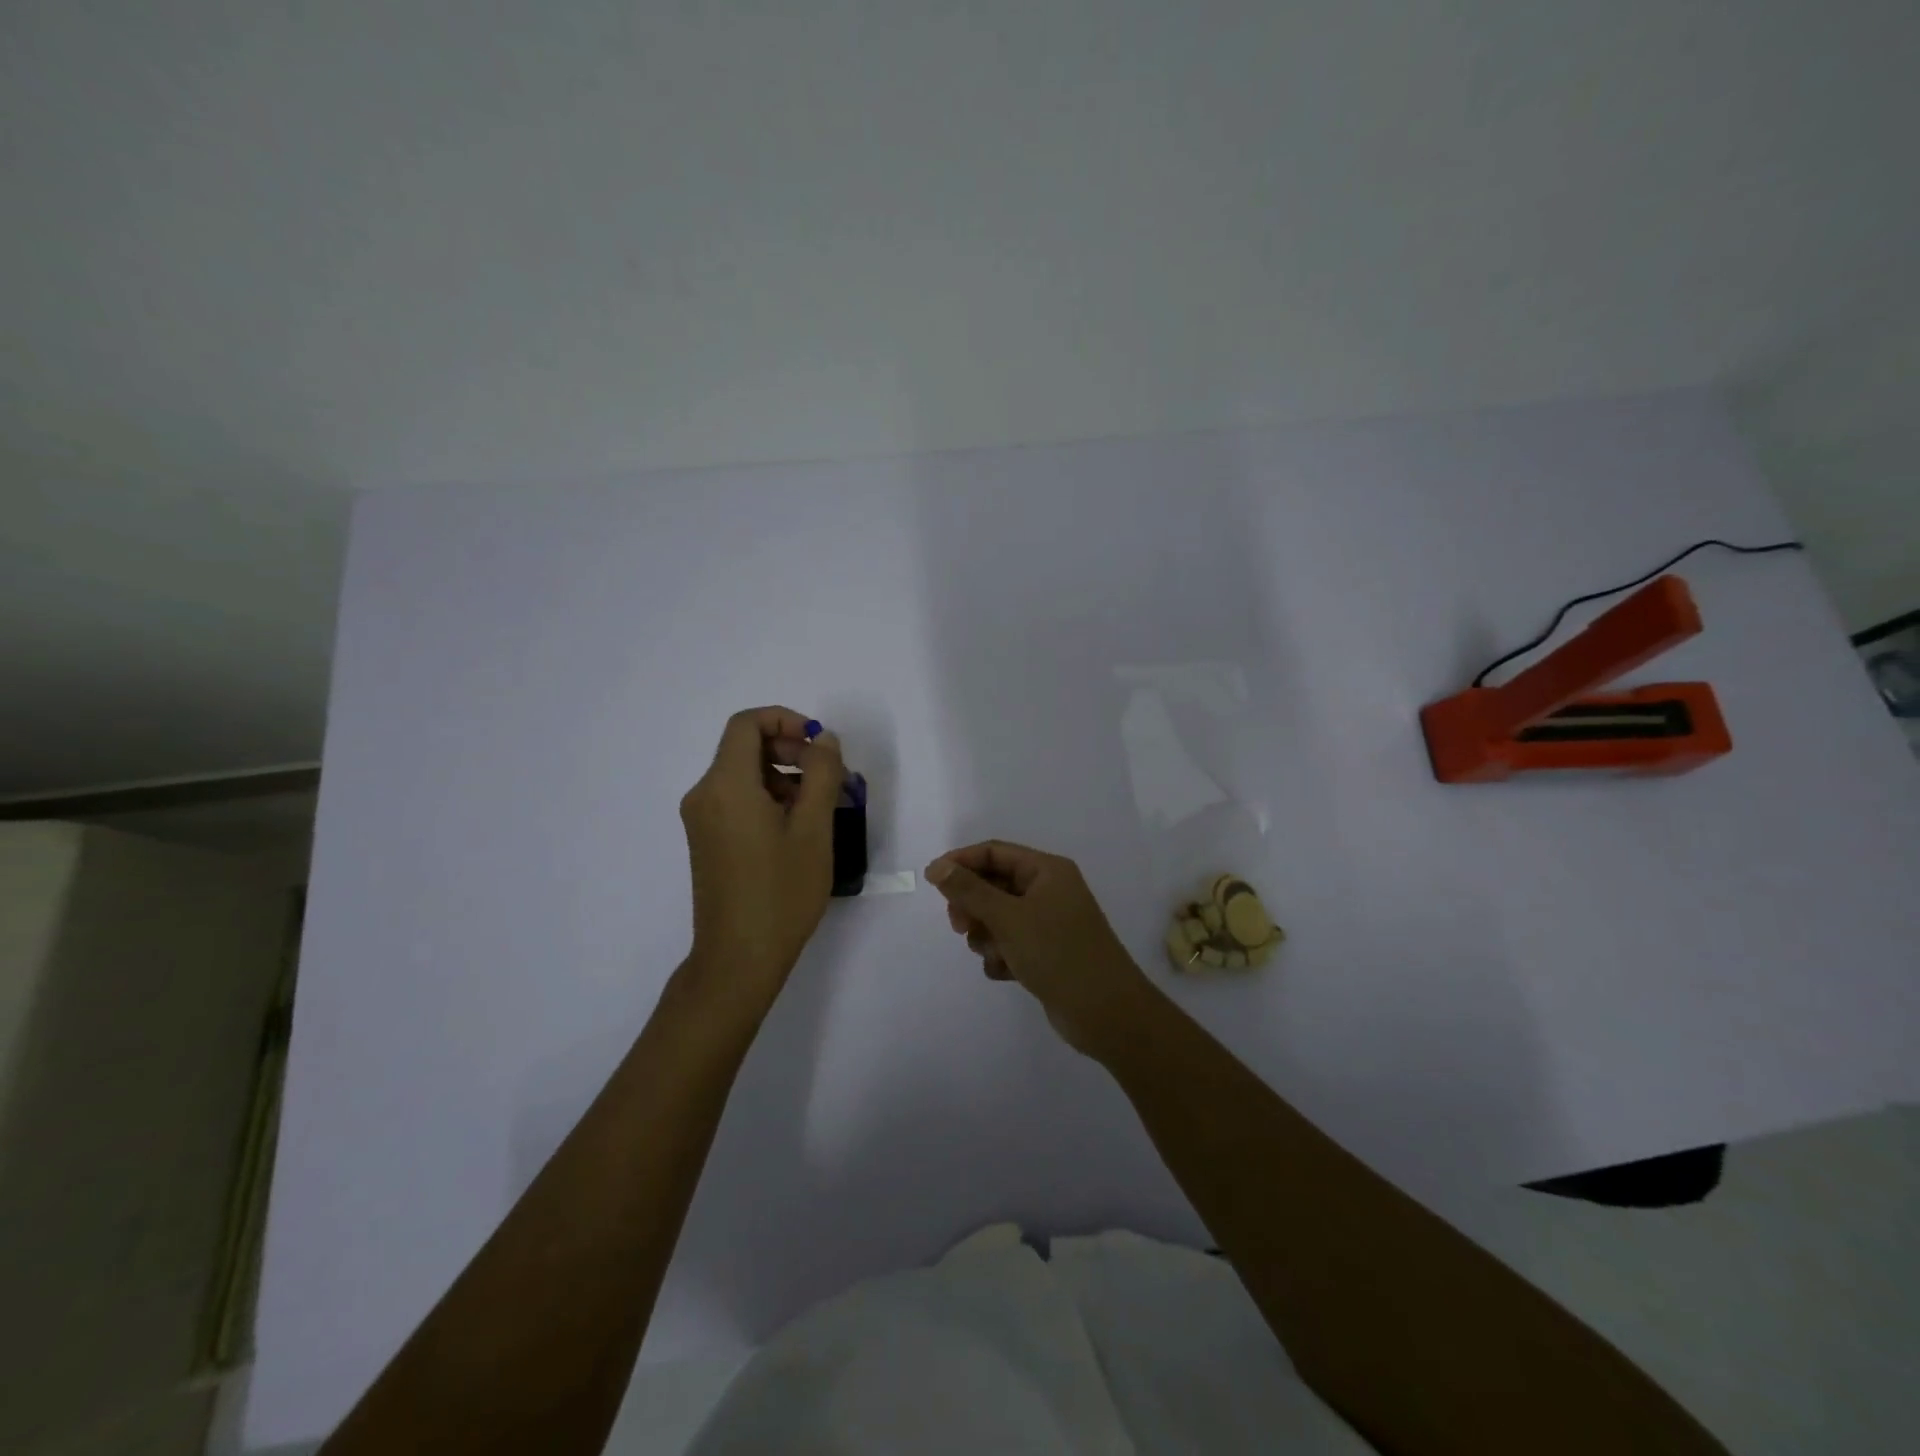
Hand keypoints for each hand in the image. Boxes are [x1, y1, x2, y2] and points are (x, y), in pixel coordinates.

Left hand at [680, 707, 844, 1005]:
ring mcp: (702, 819)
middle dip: (791, 750)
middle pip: (745, 747)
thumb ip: (821, 774)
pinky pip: (737, 799)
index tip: (819, 744)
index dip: (786, 720)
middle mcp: (705, 794)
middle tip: (830, 777)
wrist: (739, 958)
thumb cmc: (781, 892)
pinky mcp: (707, 840)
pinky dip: (769, 798)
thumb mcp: (813, 829)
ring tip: (823, 806)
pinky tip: (799, 827)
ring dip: (785, 776)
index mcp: (726, 785)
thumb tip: (823, 740)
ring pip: (744, 774)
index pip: (747, 724)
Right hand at [925, 840, 1157, 1056]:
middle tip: (959, 926)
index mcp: (1047, 871)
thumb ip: (969, 891)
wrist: (1106, 1013)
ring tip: (994, 955)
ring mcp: (1049, 924)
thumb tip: (938, 866)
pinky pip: (1010, 945)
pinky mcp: (1047, 954)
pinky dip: (1002, 957)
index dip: (961, 862)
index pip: (994, 853)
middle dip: (973, 906)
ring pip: (998, 918)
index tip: (932, 881)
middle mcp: (1049, 891)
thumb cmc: (1057, 953)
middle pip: (994, 885)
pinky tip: (1007, 973)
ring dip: (987, 936)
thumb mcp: (1008, 918)